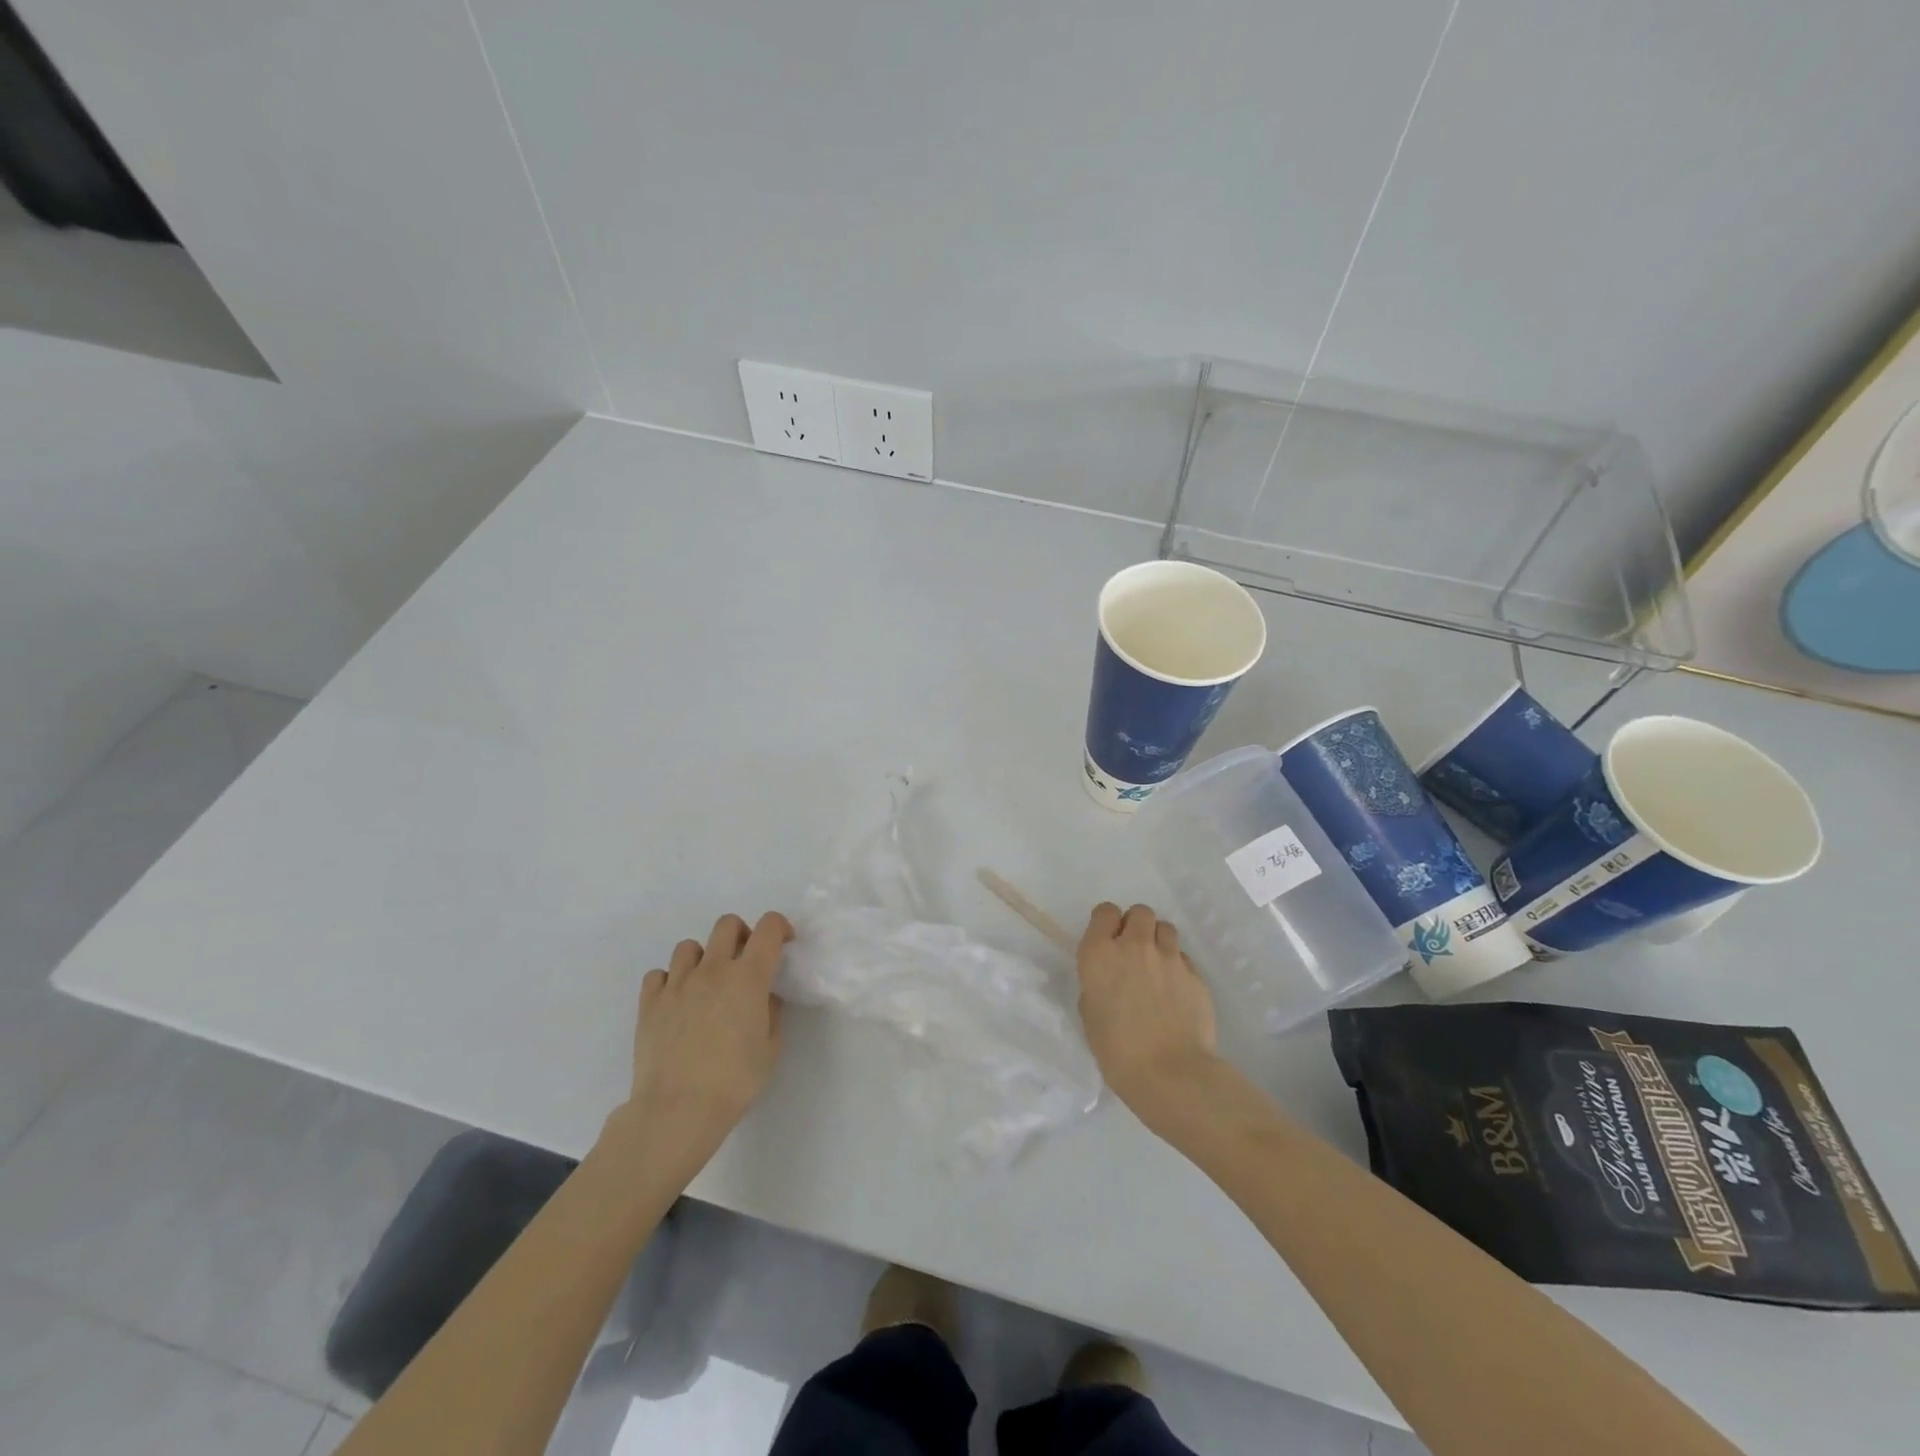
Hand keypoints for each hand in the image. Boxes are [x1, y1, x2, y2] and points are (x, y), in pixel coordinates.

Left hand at [606, 911, 791, 1182]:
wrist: (677, 1110)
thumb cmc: (734, 1081)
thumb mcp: (771, 1048)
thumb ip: (771, 1012)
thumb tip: (763, 996)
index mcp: (748, 977)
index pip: (769, 928)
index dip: (780, 928)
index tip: (784, 944)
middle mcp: (713, 969)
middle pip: (727, 924)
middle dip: (741, 934)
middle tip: (745, 961)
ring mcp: (677, 983)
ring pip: (689, 946)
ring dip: (703, 958)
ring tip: (707, 985)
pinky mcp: (649, 1002)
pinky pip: (659, 974)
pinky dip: (670, 981)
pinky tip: (677, 1002)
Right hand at [1076, 902, 1221, 1132]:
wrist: (1170, 1074)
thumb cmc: (1117, 1051)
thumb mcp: (1091, 1014)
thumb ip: (1098, 985)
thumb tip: (1111, 980)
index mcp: (1099, 954)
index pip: (1105, 912)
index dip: (1107, 923)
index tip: (1108, 940)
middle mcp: (1134, 946)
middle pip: (1140, 912)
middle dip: (1136, 925)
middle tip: (1134, 951)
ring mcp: (1169, 958)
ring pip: (1165, 928)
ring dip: (1159, 940)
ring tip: (1157, 967)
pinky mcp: (1195, 974)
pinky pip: (1183, 958)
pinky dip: (1178, 967)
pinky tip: (1176, 992)